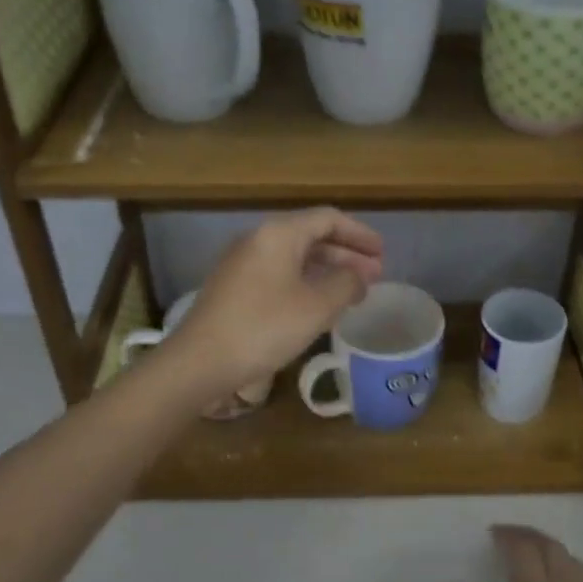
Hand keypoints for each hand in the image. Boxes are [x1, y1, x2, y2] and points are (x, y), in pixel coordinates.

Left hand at [168, 207, 383, 393]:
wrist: (200, 361)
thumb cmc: (264, 328)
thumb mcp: (317, 306)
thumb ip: (346, 284)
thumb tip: (359, 275)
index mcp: (278, 234)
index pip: (328, 219)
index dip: (359, 234)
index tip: (382, 253)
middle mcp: (258, 240)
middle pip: (310, 236)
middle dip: (346, 254)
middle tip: (374, 275)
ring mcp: (242, 263)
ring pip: (295, 257)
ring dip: (327, 270)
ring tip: (353, 292)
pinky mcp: (234, 287)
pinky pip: (279, 274)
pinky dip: (306, 282)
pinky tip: (319, 305)